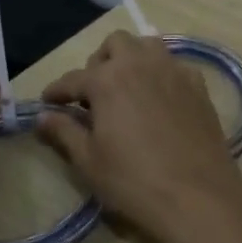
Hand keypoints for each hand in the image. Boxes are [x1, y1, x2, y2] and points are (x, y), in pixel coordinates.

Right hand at [37, 32, 241, 242]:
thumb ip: (64, 132)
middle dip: (99, 63)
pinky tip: (159, 100)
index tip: (48, 102)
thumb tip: (42, 116)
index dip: (57, 91)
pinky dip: (160, 73)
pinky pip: (174, 65)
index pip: (73, 79)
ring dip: (132, 60)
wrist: (198, 198)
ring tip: (126, 90)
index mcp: (107, 79)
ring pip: (148, 46)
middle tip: (93, 94)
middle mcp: (141, 63)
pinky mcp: (199, 86)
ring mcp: (175, 71)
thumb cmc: (134, 182)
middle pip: (115, 44)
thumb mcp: (89, 161)